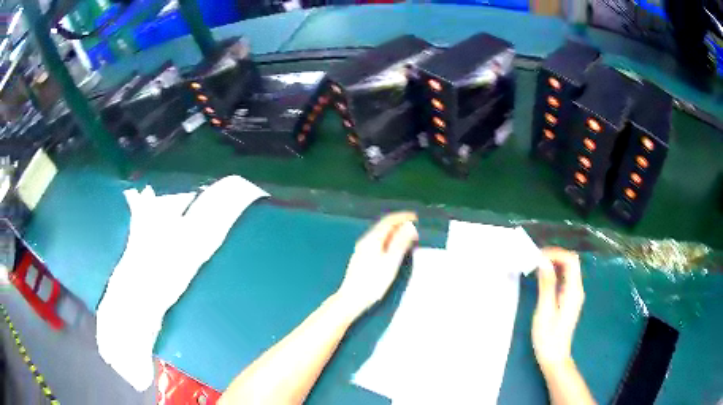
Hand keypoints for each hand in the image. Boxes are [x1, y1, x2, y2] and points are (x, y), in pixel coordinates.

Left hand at [335, 212, 418, 318]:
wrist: (351, 298)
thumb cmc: (373, 282)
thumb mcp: (391, 262)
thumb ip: (400, 243)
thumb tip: (409, 227)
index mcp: (373, 239)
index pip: (389, 221)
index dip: (403, 217)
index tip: (416, 218)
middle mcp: (365, 240)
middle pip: (384, 226)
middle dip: (400, 224)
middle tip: (415, 229)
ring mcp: (362, 248)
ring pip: (380, 234)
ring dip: (395, 232)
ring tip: (408, 238)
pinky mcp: (361, 257)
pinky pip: (377, 241)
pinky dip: (389, 240)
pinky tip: (394, 248)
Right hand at [532, 247, 584, 371]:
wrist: (554, 356)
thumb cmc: (548, 337)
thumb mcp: (545, 311)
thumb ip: (547, 285)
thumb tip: (543, 262)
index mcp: (573, 291)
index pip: (571, 261)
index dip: (556, 253)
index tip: (538, 257)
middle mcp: (577, 289)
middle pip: (571, 263)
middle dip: (554, 256)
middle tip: (535, 259)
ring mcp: (574, 295)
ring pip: (568, 269)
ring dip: (554, 263)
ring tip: (536, 266)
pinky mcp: (569, 300)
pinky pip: (564, 279)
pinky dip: (554, 273)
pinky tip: (542, 278)